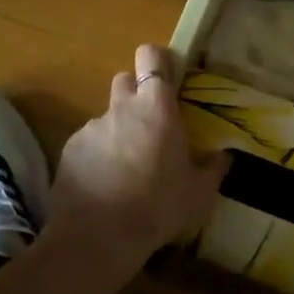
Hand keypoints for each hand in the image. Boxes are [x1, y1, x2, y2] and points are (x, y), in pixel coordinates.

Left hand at [51, 44, 227, 267]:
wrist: (98, 235)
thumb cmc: (158, 206)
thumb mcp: (199, 193)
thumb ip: (212, 169)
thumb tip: (224, 156)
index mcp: (156, 108)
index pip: (151, 57)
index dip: (156, 60)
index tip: (166, 77)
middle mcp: (122, 107)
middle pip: (124, 79)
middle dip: (135, 93)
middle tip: (149, 124)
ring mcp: (91, 127)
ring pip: (107, 115)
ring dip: (117, 129)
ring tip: (125, 166)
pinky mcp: (69, 149)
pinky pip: (87, 142)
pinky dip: (96, 154)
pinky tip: (104, 184)